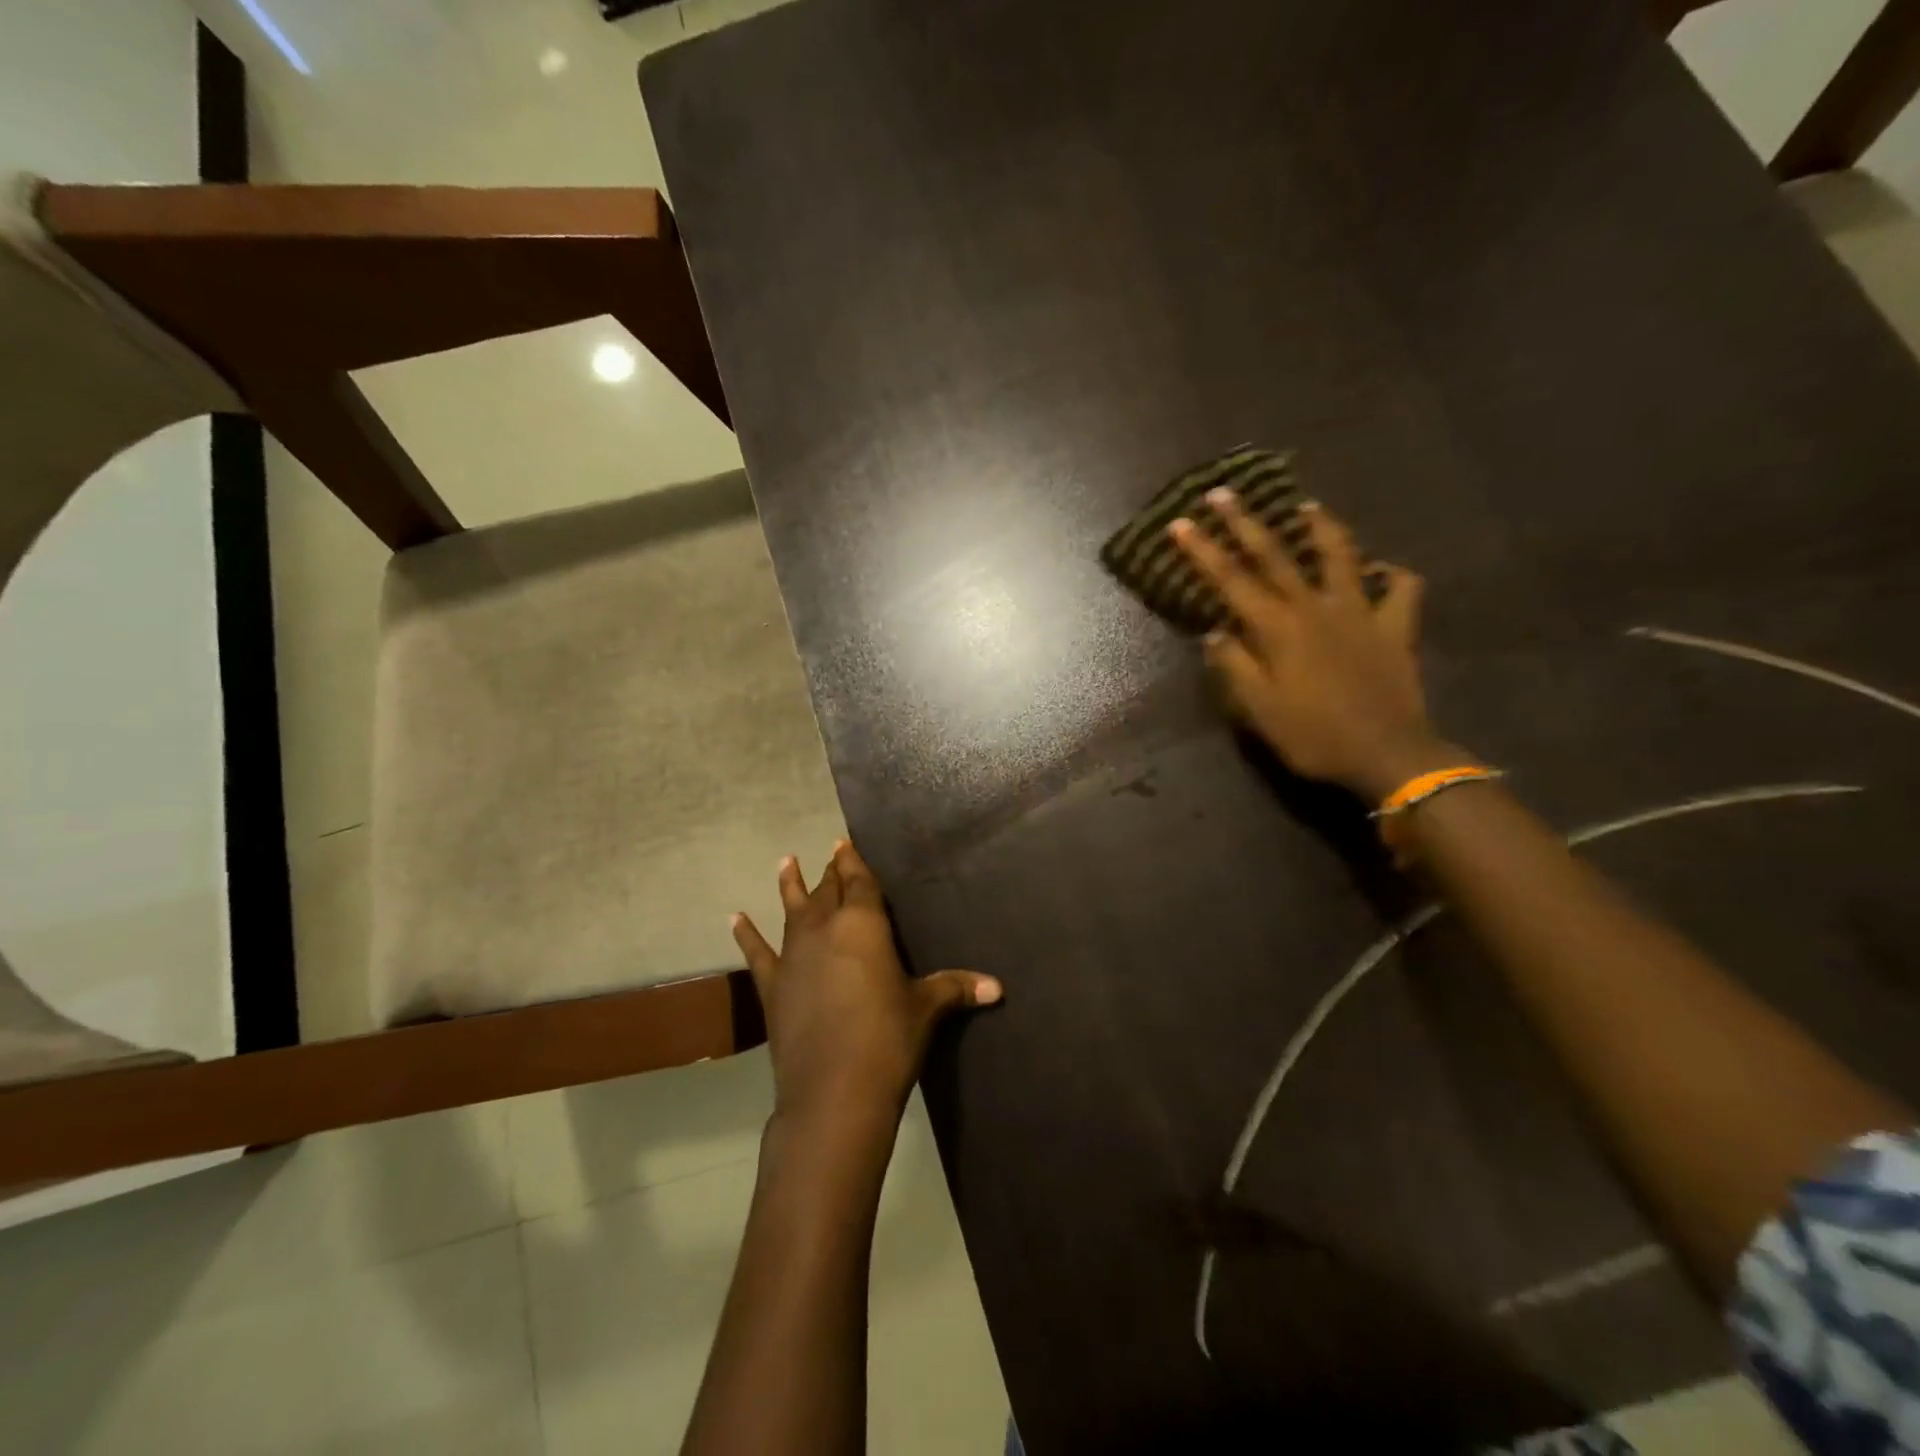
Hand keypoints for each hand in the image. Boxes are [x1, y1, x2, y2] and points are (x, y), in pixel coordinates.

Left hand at [732, 840, 1001, 1129]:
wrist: (834, 1093)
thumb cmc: (888, 1040)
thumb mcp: (926, 1010)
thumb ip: (956, 988)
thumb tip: (998, 987)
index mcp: (863, 925)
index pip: (859, 882)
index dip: (853, 862)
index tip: (845, 843)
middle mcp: (824, 930)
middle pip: (828, 891)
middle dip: (831, 872)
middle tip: (830, 855)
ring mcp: (794, 956)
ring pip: (792, 910)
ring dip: (790, 885)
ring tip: (786, 861)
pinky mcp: (773, 987)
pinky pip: (756, 953)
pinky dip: (745, 935)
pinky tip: (734, 918)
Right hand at [1168, 492, 1448, 802]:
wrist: (1387, 754)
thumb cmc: (1313, 735)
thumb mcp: (1259, 710)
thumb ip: (1234, 666)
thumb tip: (1214, 633)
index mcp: (1278, 628)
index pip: (1231, 580)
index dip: (1203, 551)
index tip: (1180, 523)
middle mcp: (1316, 607)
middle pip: (1275, 555)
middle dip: (1245, 522)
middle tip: (1224, 492)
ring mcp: (1361, 611)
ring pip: (1340, 555)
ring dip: (1320, 528)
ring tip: (1307, 508)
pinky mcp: (1395, 626)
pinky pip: (1401, 588)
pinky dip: (1392, 574)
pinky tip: (1382, 571)